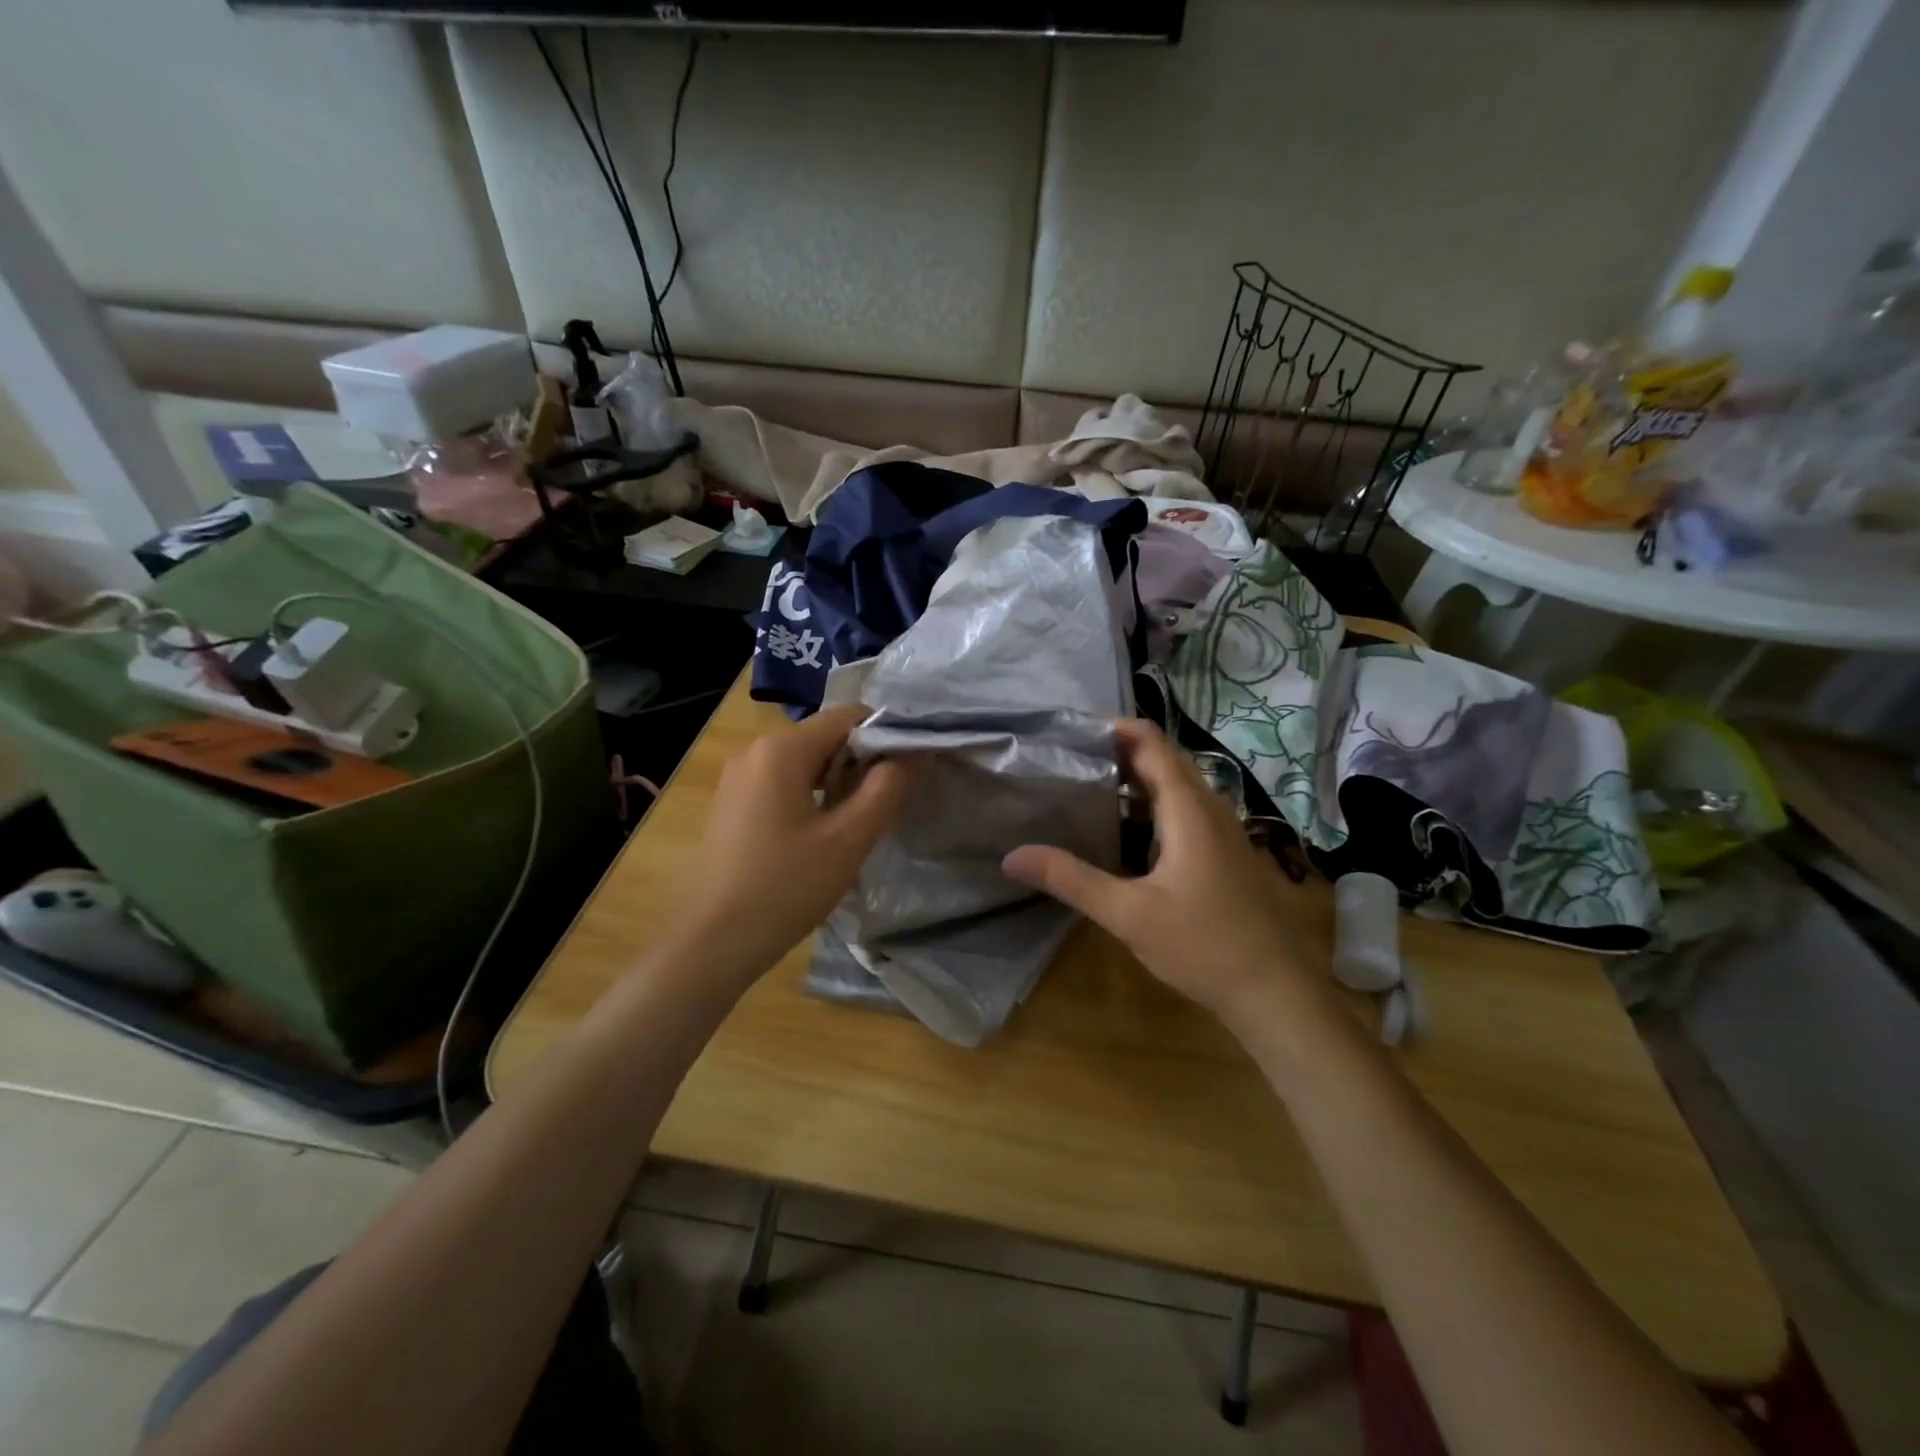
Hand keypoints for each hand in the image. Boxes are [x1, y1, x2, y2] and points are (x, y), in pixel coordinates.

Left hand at [679, 704, 912, 975]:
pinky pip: (784, 783)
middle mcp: (755, 750)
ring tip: (862, 821)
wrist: (711, 943)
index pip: (849, 716)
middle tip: (890, 802)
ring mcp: (739, 777)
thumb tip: (917, 753)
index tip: (913, 769)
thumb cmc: (784, 888)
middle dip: (864, 762)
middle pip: (827, 737)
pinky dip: (813, 796)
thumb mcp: (848, 839)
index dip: (887, 735)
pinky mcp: (733, 803)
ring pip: (806, 762)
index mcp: (781, 750)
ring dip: (840, 782)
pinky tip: (824, 833)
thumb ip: (888, 789)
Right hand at [1003, 719, 1328, 1027]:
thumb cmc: (1203, 945)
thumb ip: (1071, 879)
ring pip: (1174, 787)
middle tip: (1066, 760)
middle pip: (1161, 760)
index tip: (1070, 733)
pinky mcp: (1224, 852)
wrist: (1275, 991)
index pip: (1150, 742)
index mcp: (1188, 808)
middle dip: (1116, 752)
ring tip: (1084, 788)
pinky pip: (1183, 810)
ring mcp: (1222, 830)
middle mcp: (1209, 807)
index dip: (1113, 728)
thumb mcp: (1128, 914)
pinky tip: (1122, 832)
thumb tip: (1012, 856)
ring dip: (1133, 781)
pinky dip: (1150, 807)